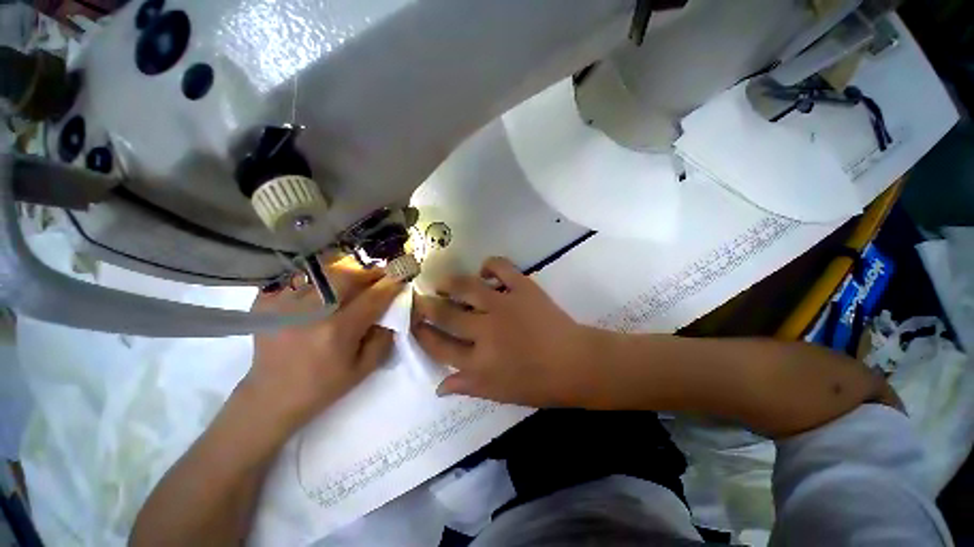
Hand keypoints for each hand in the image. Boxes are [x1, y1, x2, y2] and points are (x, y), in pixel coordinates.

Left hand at [244, 262, 404, 432]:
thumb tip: (391, 312)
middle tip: (380, 274)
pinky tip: (325, 288)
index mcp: (337, 331)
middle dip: (369, 271)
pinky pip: (300, 278)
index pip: (372, 298)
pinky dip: (318, 278)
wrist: (271, 397)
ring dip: (345, 271)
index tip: (401, 277)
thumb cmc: (323, 386)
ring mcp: (284, 304)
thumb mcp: (364, 369)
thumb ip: (384, 338)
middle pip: (346, 276)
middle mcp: (310, 313)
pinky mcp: (267, 302)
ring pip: (323, 272)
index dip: (390, 285)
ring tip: (355, 278)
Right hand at [412, 257, 604, 406]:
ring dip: (449, 282)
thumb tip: (438, 386)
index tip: (413, 325)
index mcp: (479, 361)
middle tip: (418, 298)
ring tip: (442, 282)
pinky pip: (500, 267)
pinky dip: (489, 265)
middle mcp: (485, 331)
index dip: (422, 334)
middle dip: (426, 305)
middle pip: (446, 313)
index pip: (439, 346)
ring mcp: (504, 305)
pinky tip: (484, 271)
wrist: (576, 364)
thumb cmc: (538, 384)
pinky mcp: (523, 288)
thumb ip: (467, 386)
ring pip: (466, 287)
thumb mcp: (498, 393)